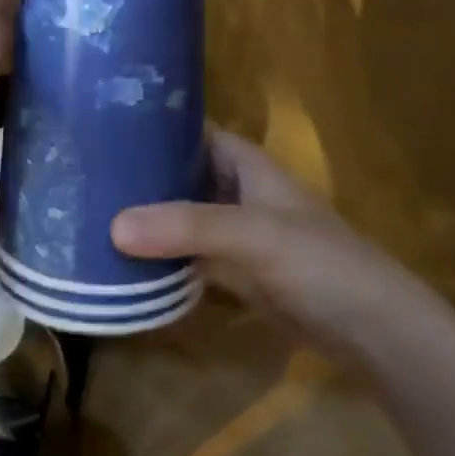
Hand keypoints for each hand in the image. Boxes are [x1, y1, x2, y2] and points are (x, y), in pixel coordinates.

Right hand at [111, 128, 438, 348]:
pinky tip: (121, 258)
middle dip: (141, 174)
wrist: (372, 331)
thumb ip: (187, 227)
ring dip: (146, 217)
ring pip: (181, 216)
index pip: (196, 131)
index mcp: (248, 166)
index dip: (157, 124)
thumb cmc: (320, 264)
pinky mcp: (235, 272)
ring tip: (88, 211)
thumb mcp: (254, 235)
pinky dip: (160, 255)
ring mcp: (236, 234)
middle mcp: (239, 193)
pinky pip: (187, 255)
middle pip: (182, 174)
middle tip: (82, 174)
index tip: (104, 125)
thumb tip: (114, 225)